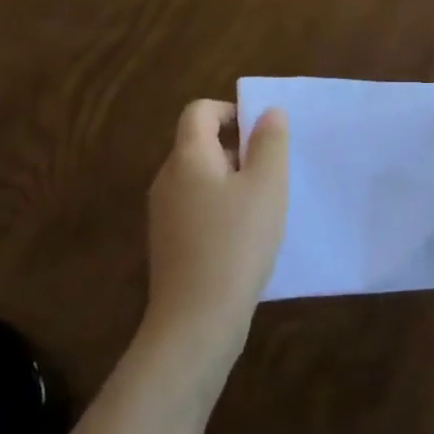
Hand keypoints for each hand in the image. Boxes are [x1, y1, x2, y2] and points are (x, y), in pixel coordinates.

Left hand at [144, 100, 288, 363]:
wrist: (196, 322)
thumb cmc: (236, 243)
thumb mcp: (267, 186)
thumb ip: (270, 142)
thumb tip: (268, 111)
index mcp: (188, 158)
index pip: (199, 111)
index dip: (231, 111)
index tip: (262, 136)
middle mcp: (168, 179)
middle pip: (199, 144)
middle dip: (237, 149)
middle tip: (270, 174)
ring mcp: (163, 214)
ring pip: (200, 178)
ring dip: (231, 182)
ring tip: (262, 208)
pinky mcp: (168, 244)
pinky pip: (196, 208)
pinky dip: (220, 209)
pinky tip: (244, 238)